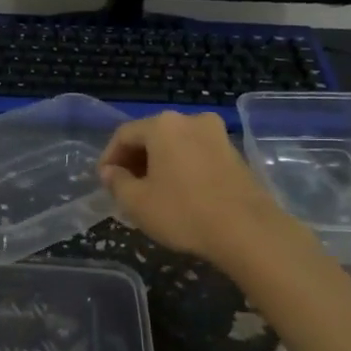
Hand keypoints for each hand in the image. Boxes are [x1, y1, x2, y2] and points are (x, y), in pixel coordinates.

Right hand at [98, 111, 281, 264]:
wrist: (247, 230)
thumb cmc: (183, 212)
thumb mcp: (137, 202)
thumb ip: (116, 182)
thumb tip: (109, 172)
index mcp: (163, 125)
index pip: (124, 134)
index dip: (108, 157)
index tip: (103, 181)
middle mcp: (190, 120)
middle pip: (151, 135)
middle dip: (134, 159)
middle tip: (124, 187)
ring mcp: (217, 134)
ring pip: (175, 144)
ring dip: (158, 164)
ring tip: (150, 192)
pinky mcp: (234, 153)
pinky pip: (196, 153)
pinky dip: (180, 167)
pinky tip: (178, 192)